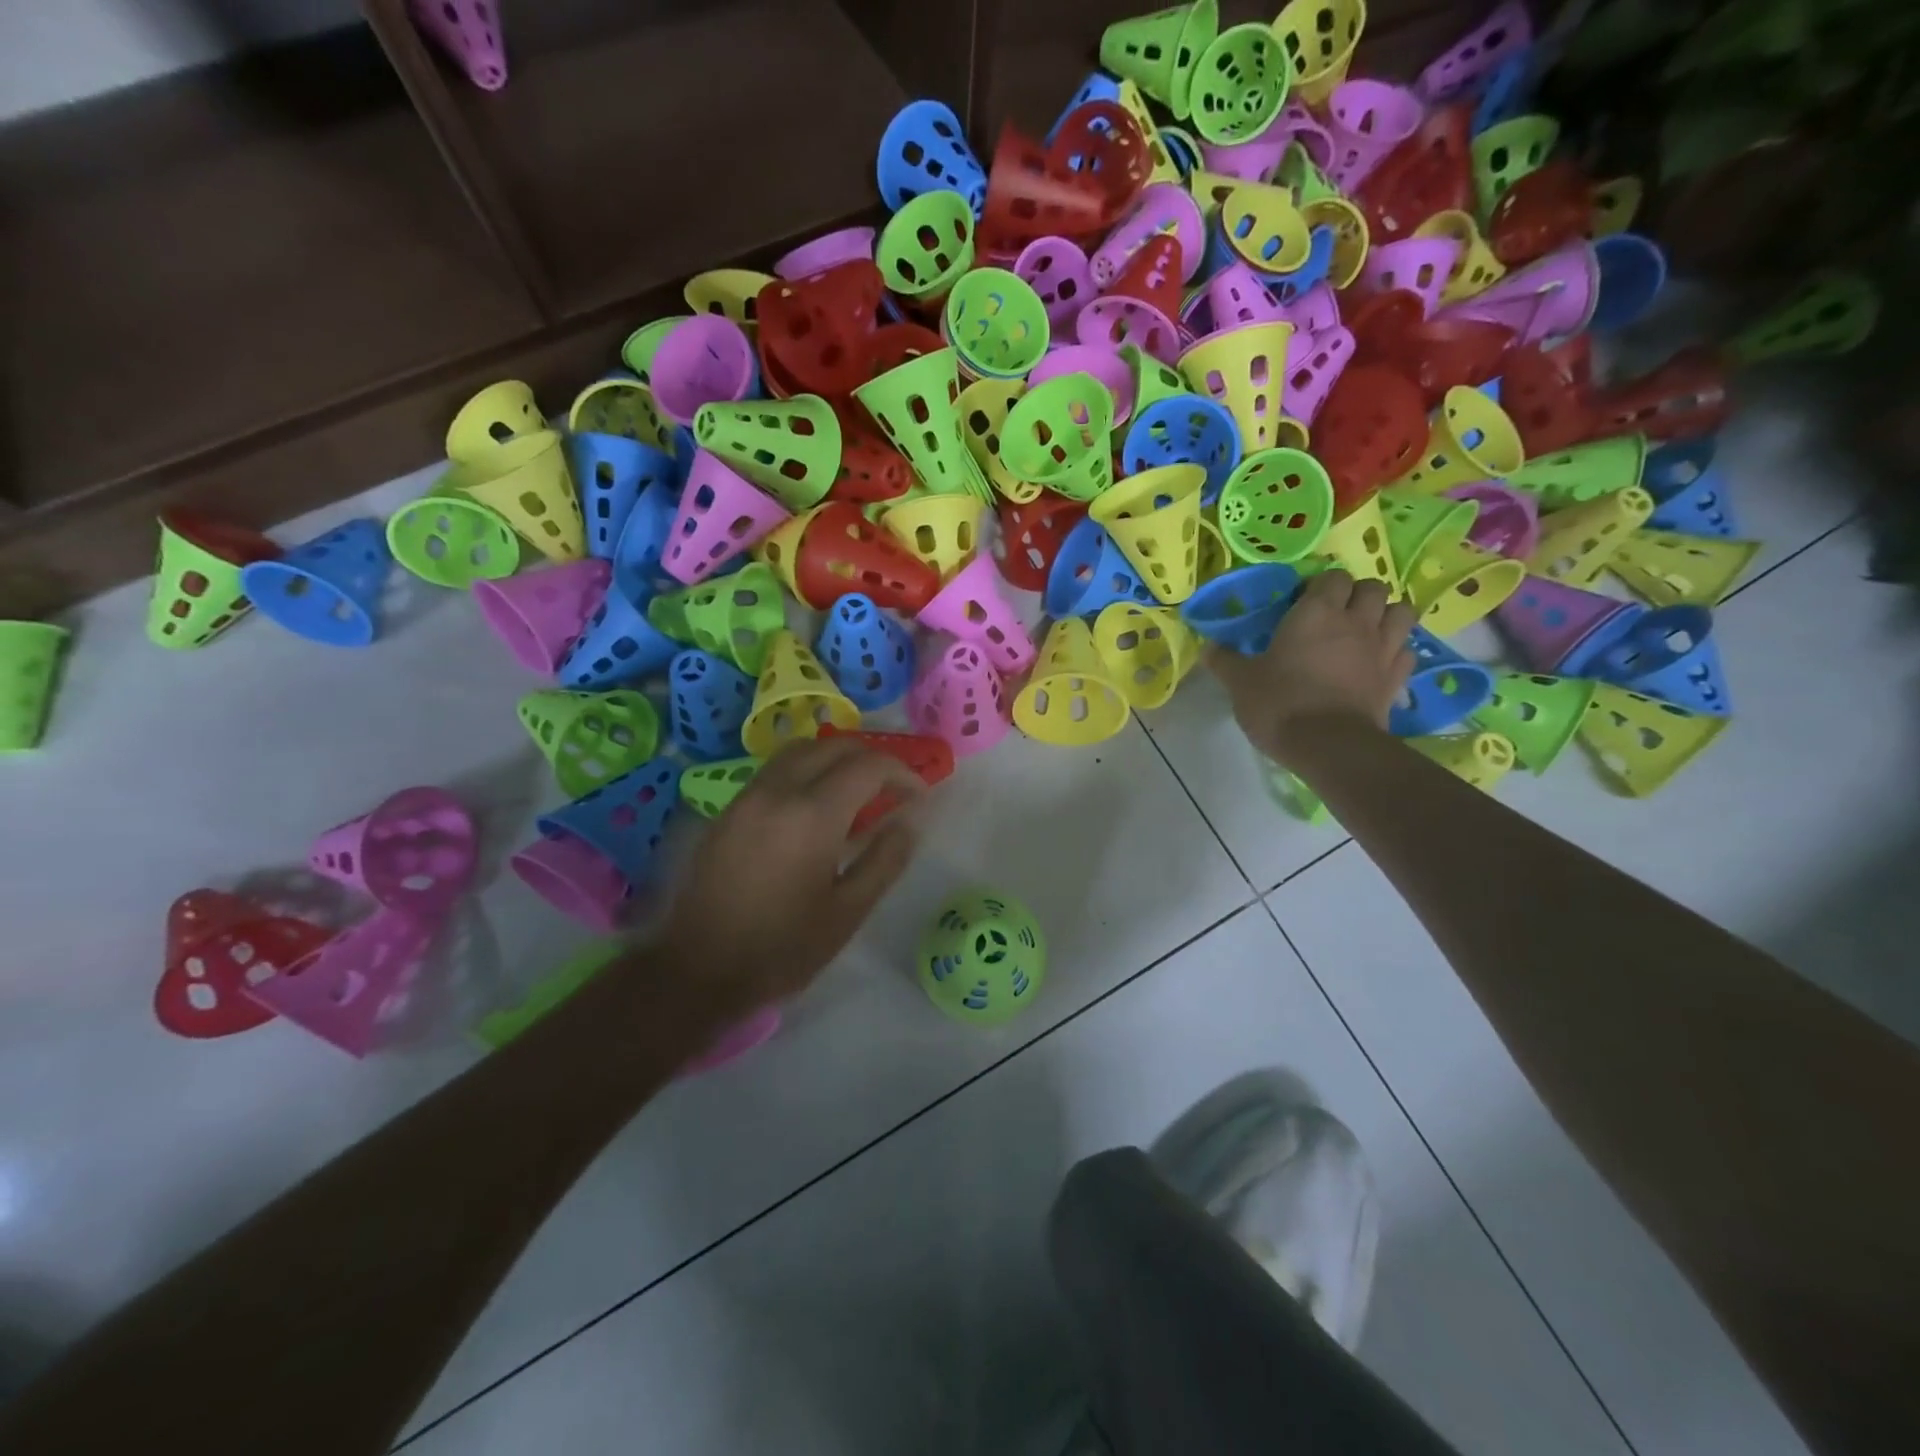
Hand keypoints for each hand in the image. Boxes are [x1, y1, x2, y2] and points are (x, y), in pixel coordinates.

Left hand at [658, 737, 922, 1015]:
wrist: (698, 970)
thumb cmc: (782, 948)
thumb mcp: (848, 911)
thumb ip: (886, 859)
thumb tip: (911, 820)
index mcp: (812, 814)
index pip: (868, 766)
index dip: (902, 773)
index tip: (919, 796)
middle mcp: (778, 791)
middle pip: (834, 746)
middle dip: (872, 759)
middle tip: (893, 789)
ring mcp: (748, 796)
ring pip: (801, 751)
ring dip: (836, 759)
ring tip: (857, 792)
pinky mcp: (729, 810)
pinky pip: (776, 770)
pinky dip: (807, 770)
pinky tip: (815, 806)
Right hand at [1208, 569, 1417, 766]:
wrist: (1329, 745)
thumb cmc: (1280, 703)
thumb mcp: (1241, 682)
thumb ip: (1225, 660)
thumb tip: (1207, 647)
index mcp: (1316, 612)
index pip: (1332, 577)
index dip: (1320, 586)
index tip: (1302, 603)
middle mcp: (1356, 621)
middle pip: (1372, 587)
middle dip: (1357, 595)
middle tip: (1336, 614)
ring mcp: (1383, 648)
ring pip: (1400, 611)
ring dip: (1385, 614)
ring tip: (1366, 630)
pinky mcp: (1396, 678)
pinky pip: (1407, 650)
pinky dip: (1396, 650)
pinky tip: (1378, 661)